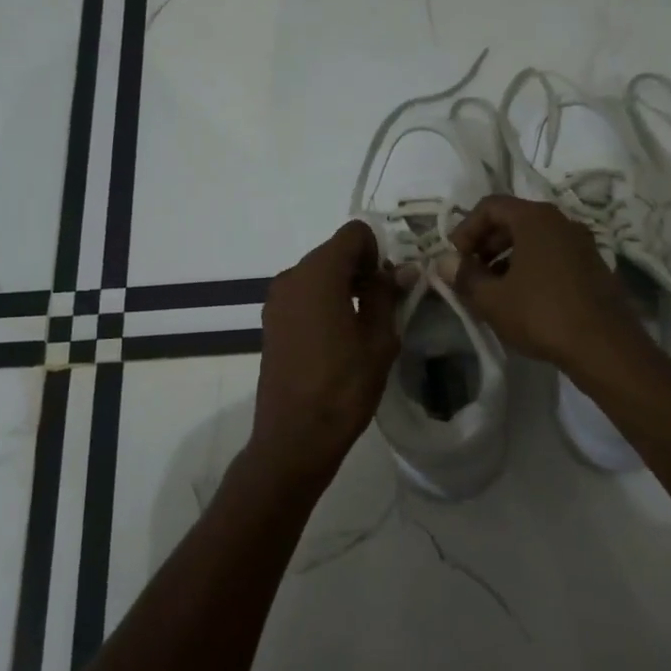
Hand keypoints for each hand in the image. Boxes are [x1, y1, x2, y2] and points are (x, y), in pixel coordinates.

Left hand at [250, 221, 400, 482]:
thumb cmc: (343, 387)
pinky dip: (324, 301)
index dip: (378, 251)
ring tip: (362, 324)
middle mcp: (292, 277)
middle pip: (333, 252)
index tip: (389, 284)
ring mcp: (276, 300)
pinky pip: (303, 295)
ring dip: (343, 286)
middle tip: (383, 304)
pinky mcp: (271, 321)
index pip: (354, 234)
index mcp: (319, 274)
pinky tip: (338, 337)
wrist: (295, 436)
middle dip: (361, 268)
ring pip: (318, 274)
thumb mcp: (379, 340)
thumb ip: (387, 295)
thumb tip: (399, 269)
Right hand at [444, 195, 646, 371]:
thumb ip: (464, 276)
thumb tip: (444, 263)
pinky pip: (553, 255)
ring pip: (534, 239)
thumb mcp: (492, 299)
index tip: (455, 258)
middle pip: (513, 219)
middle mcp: (562, 221)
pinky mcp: (593, 266)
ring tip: (492, 289)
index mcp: (535, 219)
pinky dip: (530, 267)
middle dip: (486, 244)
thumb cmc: (541, 314)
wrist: (605, 346)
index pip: (490, 206)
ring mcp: (582, 243)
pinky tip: (522, 298)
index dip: (466, 228)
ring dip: (507, 257)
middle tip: (470, 273)